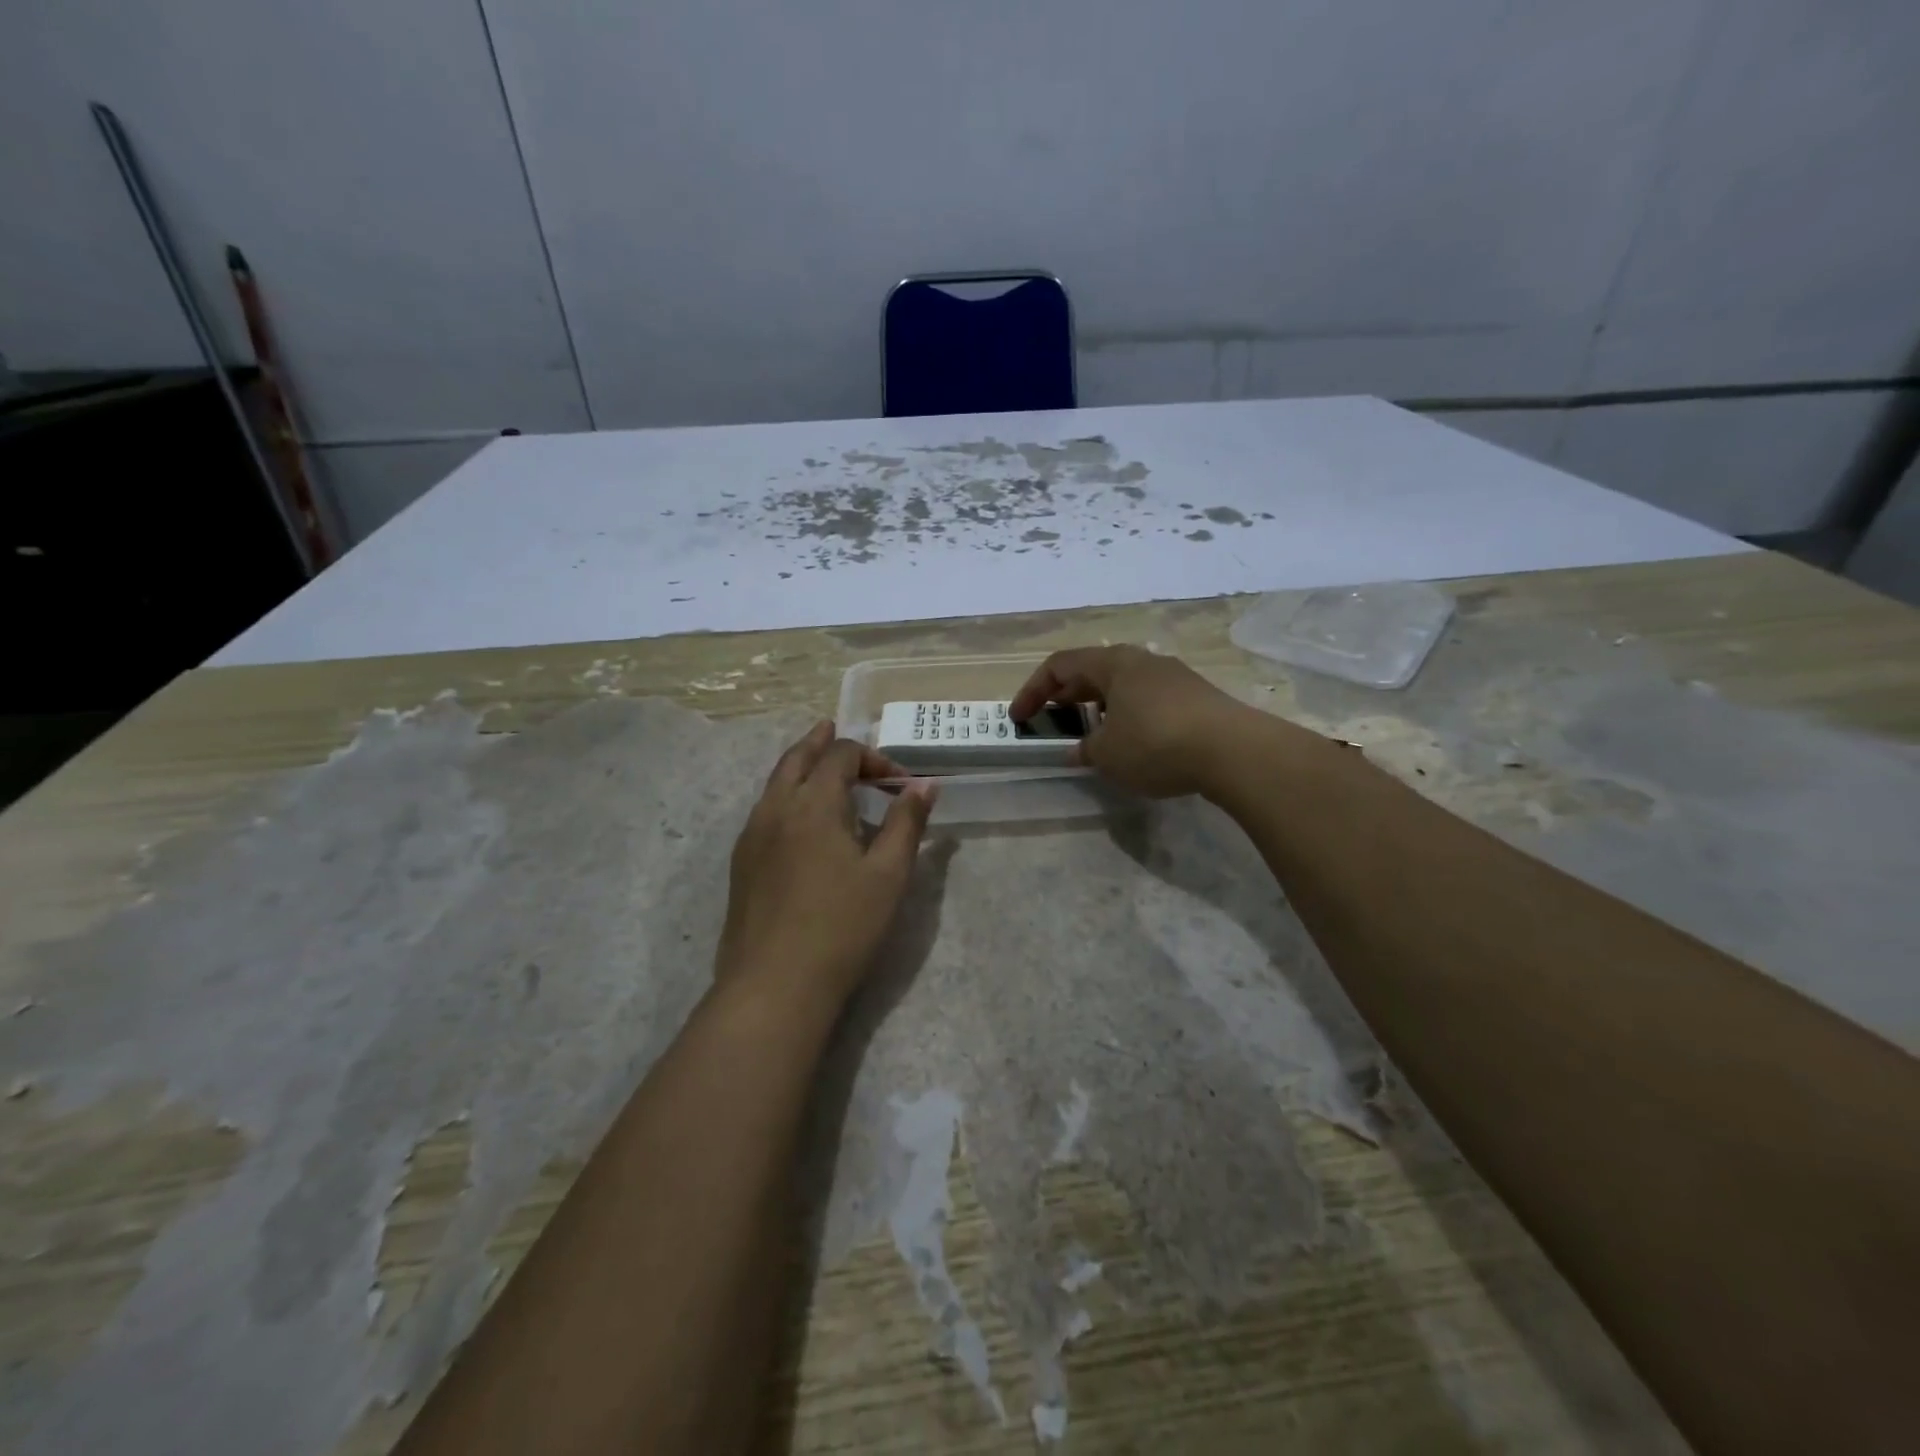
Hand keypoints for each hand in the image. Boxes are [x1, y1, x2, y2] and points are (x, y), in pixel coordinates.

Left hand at [717, 721, 936, 1008]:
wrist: (774, 986)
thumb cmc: (842, 927)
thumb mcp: (888, 874)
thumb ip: (907, 822)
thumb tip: (926, 784)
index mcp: (813, 803)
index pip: (841, 755)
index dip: (873, 757)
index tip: (900, 783)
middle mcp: (776, 808)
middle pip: (797, 757)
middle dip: (821, 742)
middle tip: (835, 729)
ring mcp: (751, 836)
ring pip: (775, 782)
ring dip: (799, 765)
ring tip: (817, 764)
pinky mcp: (741, 863)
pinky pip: (764, 809)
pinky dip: (785, 794)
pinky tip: (798, 818)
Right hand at [1009, 645, 1268, 797]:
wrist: (1234, 751)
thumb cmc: (1156, 744)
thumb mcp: (1107, 754)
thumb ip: (1085, 749)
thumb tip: (1081, 749)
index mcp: (1113, 663)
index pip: (1059, 666)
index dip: (1033, 691)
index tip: (1019, 719)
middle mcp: (1142, 661)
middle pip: (1092, 671)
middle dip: (1066, 697)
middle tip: (1051, 721)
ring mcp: (1173, 677)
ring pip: (1122, 686)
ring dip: (1098, 708)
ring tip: (1091, 736)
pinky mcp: (1196, 697)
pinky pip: (1148, 701)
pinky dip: (1127, 717)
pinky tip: (1132, 744)